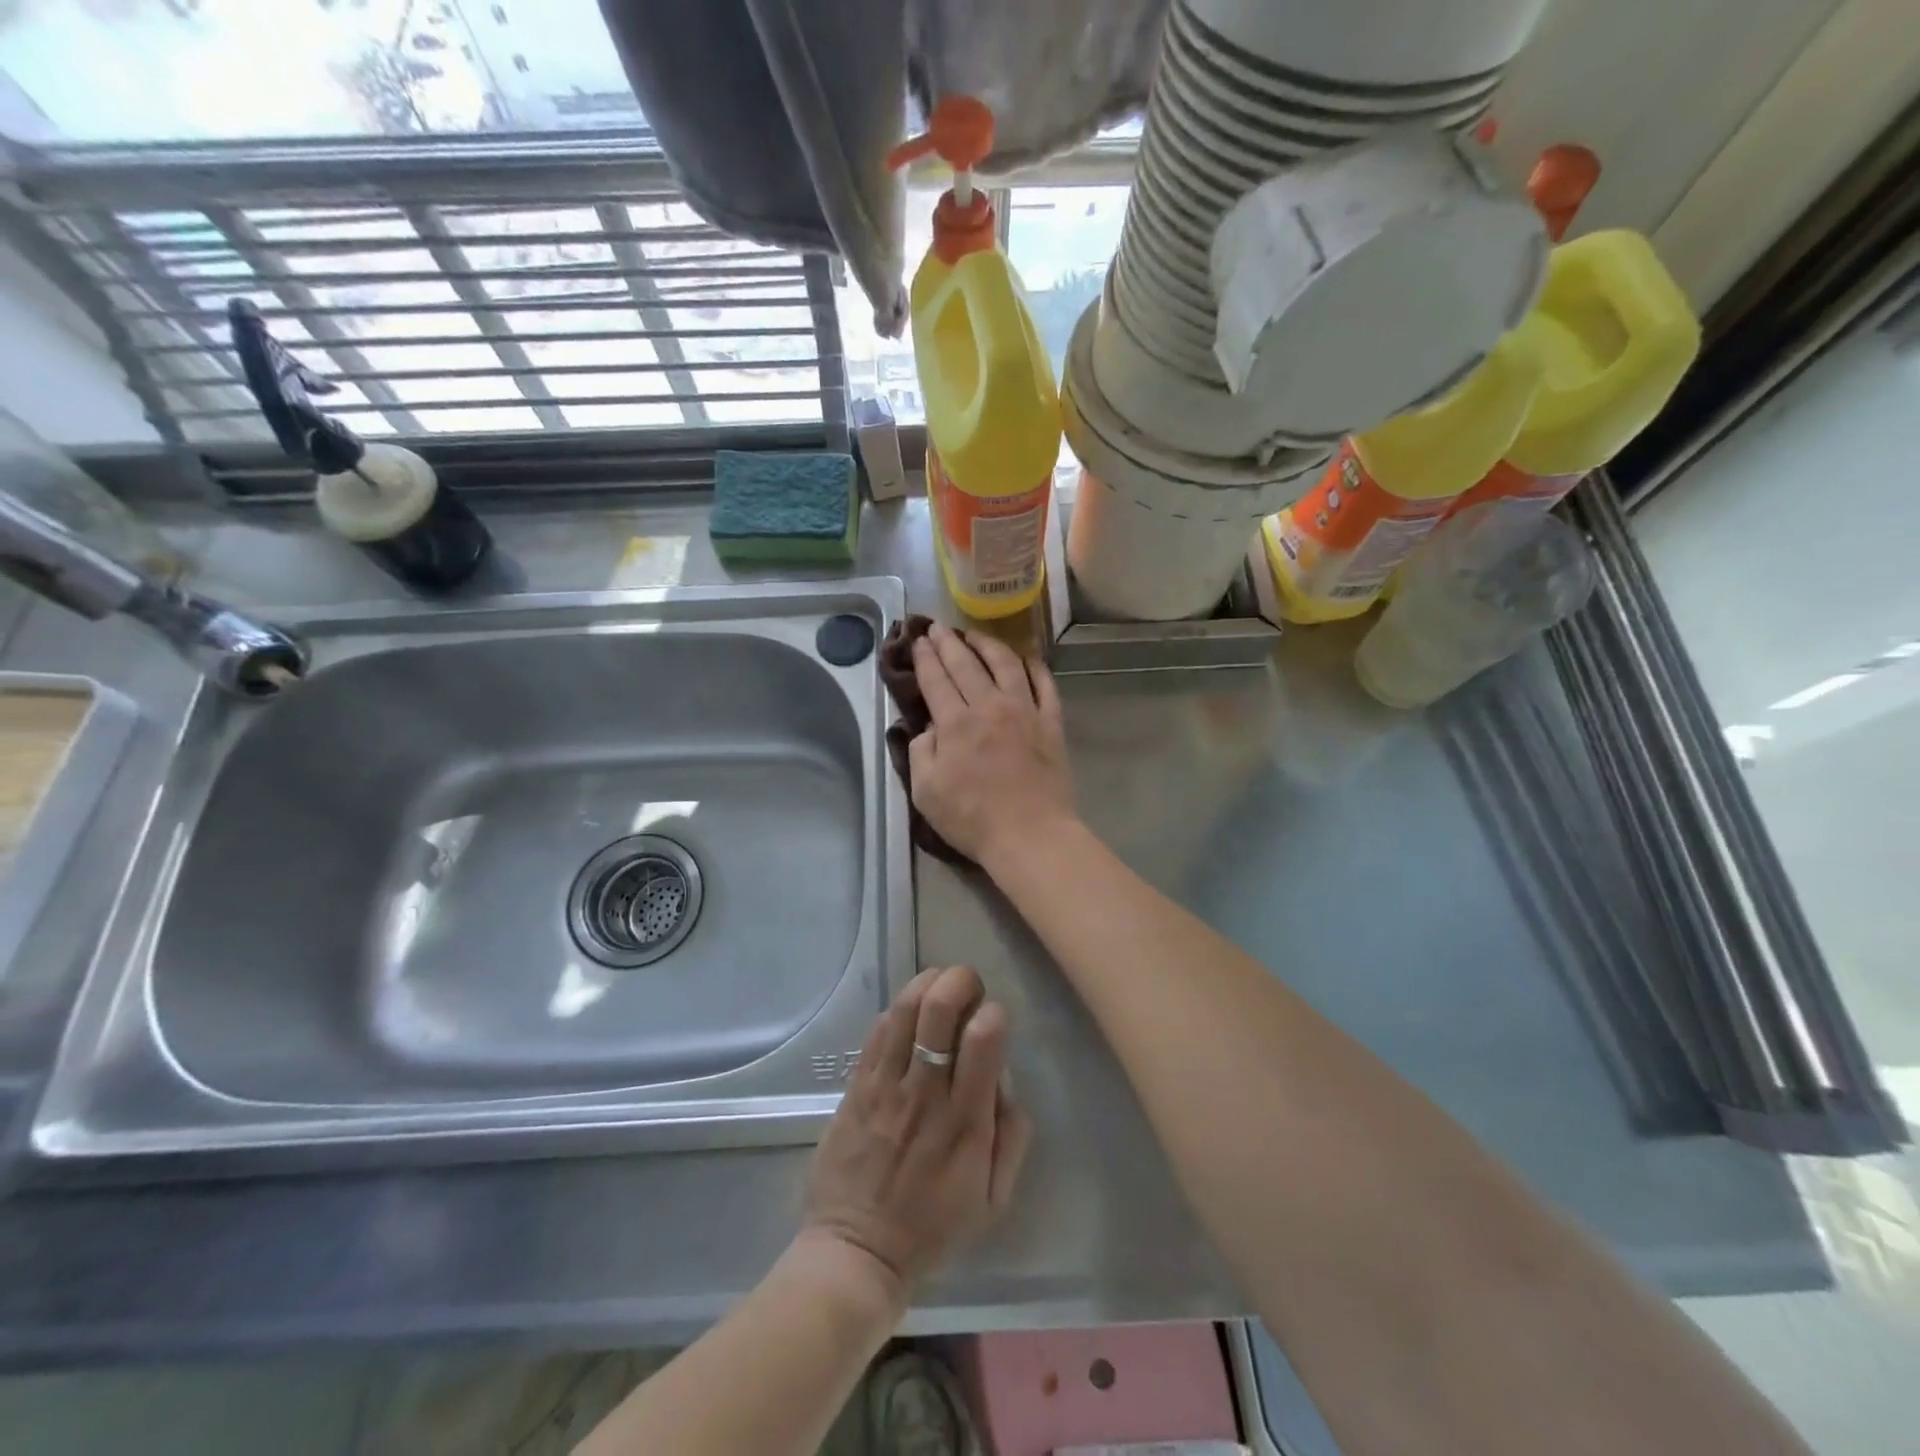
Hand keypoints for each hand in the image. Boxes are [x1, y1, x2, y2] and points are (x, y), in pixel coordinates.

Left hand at [802, 965, 1030, 1304]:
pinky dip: (898, 1009)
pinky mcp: (856, 1086)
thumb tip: (1006, 1079)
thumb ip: (1011, 1135)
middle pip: (939, 1008)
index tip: (994, 1018)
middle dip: (960, 980)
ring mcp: (886, 1085)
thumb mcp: (994, 1199)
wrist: (857, 1250)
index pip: (983, 1038)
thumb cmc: (933, 1227)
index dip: (993, 1013)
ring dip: (928, 983)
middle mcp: (926, 1092)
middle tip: (969, 989)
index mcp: (966, 1121)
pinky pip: (877, 1031)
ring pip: (905, 1009)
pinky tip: (909, 1012)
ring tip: (940, 985)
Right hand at [908, 621, 1075, 867]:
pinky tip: (1025, 659)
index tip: (917, 641)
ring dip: (987, 644)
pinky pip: (1044, 684)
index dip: (924, 657)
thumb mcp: (925, 792)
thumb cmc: (972, 819)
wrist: (1031, 835)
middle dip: (948, 642)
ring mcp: (1025, 711)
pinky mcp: (1051, 722)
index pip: (936, 679)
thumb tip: (927, 728)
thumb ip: (921, 752)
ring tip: (974, 634)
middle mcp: (989, 706)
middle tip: (937, 627)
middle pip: (966, 664)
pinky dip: (1034, 667)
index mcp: (955, 723)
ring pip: (1005, 664)